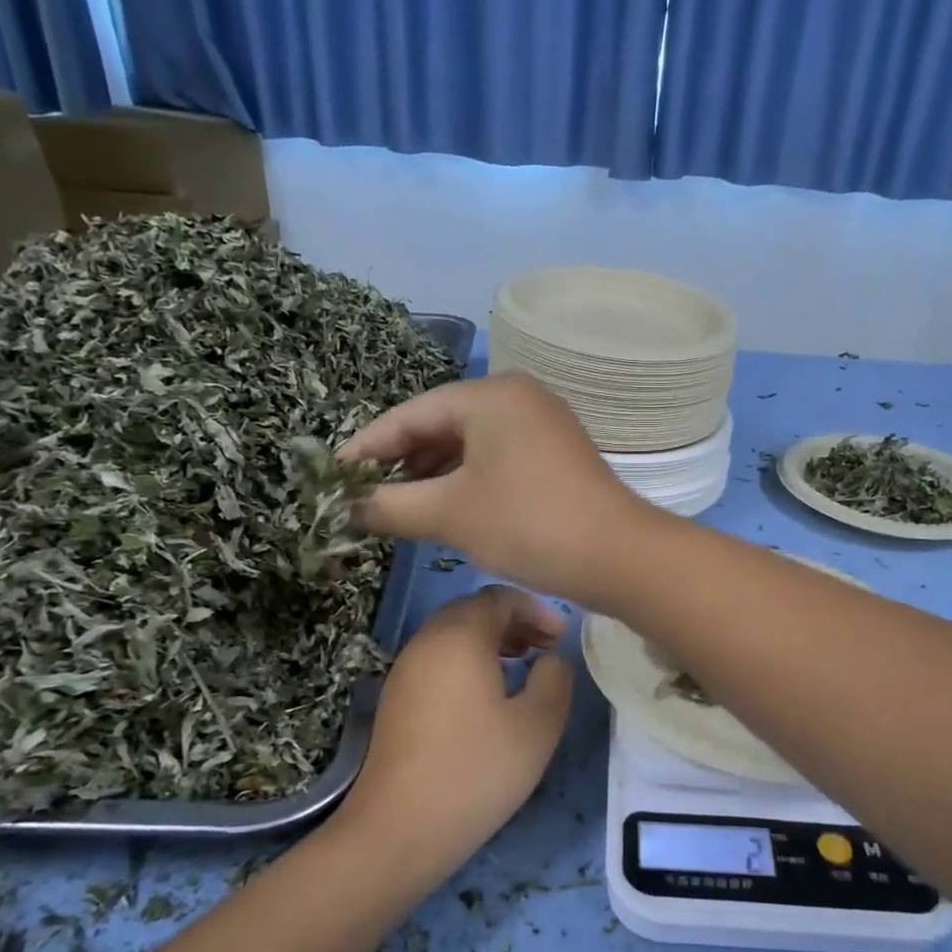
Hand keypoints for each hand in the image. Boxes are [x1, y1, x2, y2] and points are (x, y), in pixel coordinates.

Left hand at [336, 585, 573, 884]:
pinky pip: (437, 661)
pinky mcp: (395, 699)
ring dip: (490, 642)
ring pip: (452, 636)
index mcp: (460, 635)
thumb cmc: (477, 770)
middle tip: (545, 648)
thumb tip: (551, 659)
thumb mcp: (538, 725)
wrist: (399, 828)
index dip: (536, 610)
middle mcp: (426, 641)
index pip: (500, 597)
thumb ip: (555, 679)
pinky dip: (467, 662)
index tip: (561, 638)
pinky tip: (487, 698)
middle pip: (472, 611)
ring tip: (521, 668)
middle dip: (514, 622)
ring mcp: (404, 669)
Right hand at [339, 373, 651, 602]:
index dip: (367, 446)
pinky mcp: (555, 457)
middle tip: (363, 495)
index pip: (411, 413)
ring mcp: (542, 427)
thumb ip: (391, 506)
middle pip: (441, 425)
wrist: (618, 557)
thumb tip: (348, 510)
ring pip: (469, 445)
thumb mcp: (450, 515)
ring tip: (396, 507)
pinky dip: (465, 483)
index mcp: (491, 395)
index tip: (333, 476)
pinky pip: (495, 461)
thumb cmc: (528, 525)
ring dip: (432, 476)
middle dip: (401, 462)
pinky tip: (443, 510)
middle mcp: (518, 398)